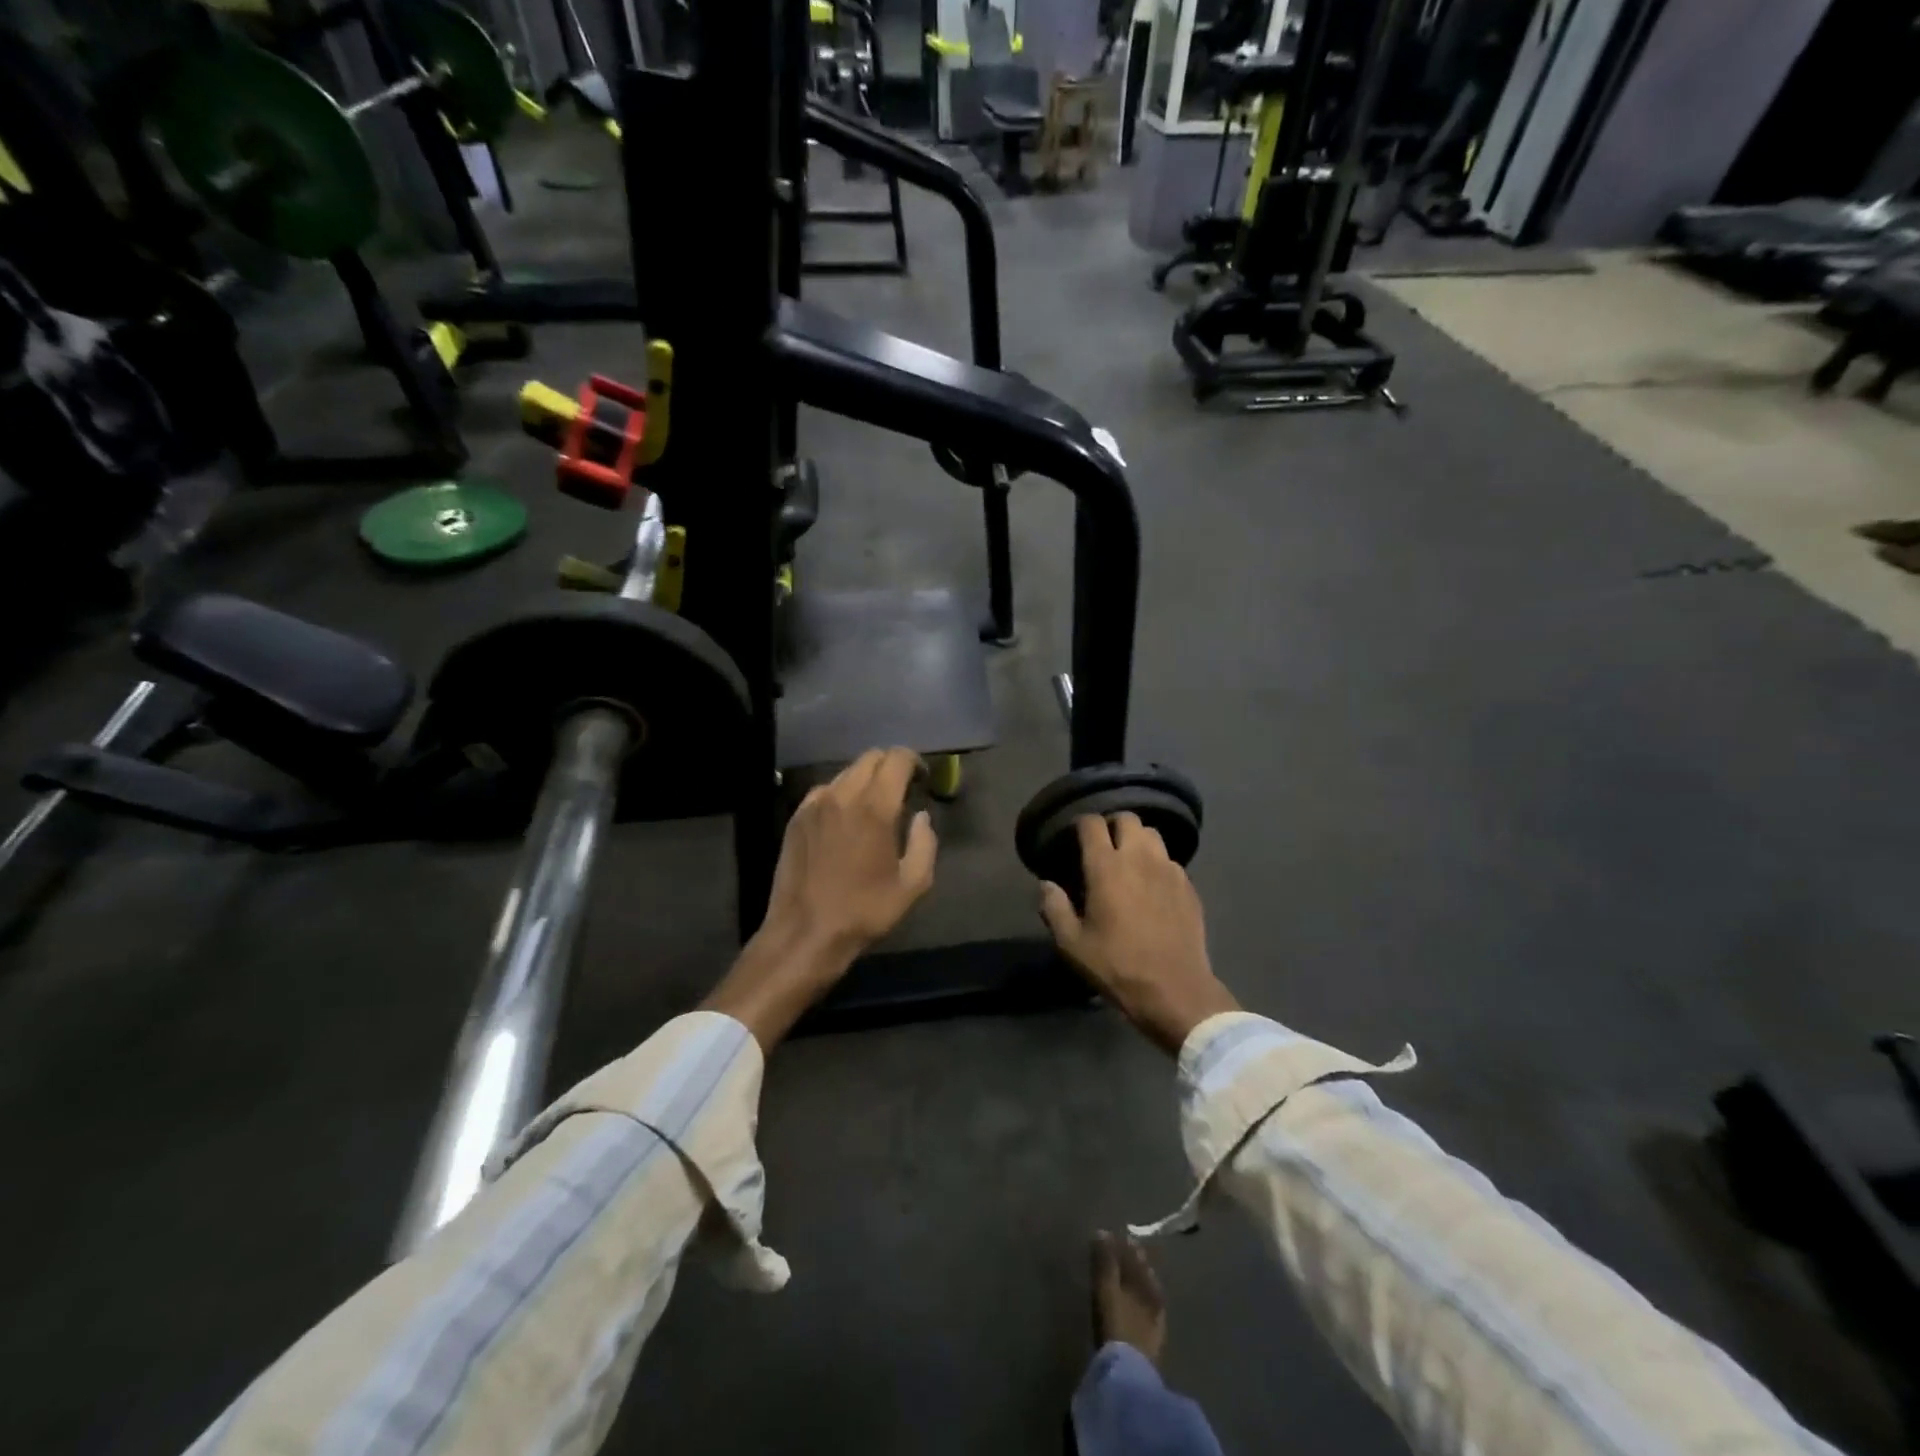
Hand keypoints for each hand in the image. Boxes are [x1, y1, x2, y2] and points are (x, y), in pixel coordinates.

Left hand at [704, 748, 937, 1047]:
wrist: (805, 933)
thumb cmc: (864, 912)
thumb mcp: (913, 885)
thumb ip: (925, 844)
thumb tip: (921, 817)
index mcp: (875, 808)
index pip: (897, 759)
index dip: (914, 762)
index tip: (922, 779)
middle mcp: (843, 796)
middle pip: (871, 758)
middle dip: (890, 767)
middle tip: (901, 791)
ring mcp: (815, 804)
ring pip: (846, 772)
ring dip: (865, 780)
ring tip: (873, 807)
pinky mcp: (796, 818)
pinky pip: (824, 791)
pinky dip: (841, 794)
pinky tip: (844, 819)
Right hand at [1040, 814, 1237, 1053]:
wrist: (1175, 991)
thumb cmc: (1117, 966)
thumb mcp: (1072, 945)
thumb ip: (1054, 909)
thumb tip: (1046, 885)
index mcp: (1106, 867)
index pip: (1092, 823)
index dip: (1081, 824)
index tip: (1074, 837)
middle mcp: (1139, 858)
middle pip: (1128, 818)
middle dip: (1112, 825)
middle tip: (1103, 846)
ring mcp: (1169, 870)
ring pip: (1153, 835)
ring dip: (1137, 840)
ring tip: (1129, 860)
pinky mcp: (1189, 886)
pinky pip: (1170, 860)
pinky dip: (1157, 863)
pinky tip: (1152, 885)